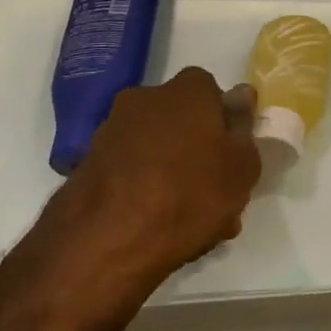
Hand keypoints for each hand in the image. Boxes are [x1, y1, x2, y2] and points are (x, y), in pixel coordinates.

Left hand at [41, 67, 261, 290]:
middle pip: (180, 118)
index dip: (223, 120)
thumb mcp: (241, 167)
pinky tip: (154, 224)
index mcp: (188, 91)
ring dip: (168, 170)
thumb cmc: (190, 194)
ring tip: (186, 218)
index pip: (210, 91)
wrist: (107, 239)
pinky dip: (141, 188)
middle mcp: (145, 99)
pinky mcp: (87, 163)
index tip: (231, 153)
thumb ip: (243, 128)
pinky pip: (128, 170)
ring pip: (153, 146)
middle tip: (212, 190)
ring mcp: (112, 130)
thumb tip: (240, 96)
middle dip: (195, 146)